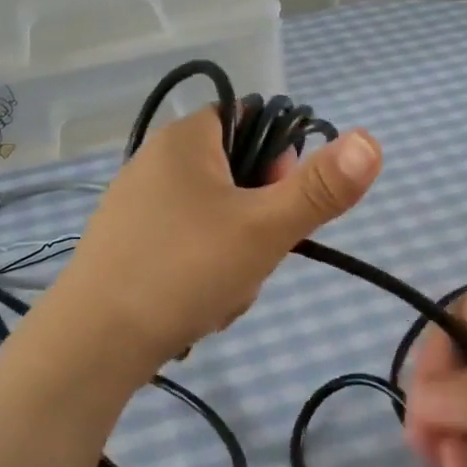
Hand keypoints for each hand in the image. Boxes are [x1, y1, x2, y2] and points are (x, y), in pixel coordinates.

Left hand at [51, 107, 381, 368]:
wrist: (94, 342)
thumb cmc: (184, 270)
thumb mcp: (264, 228)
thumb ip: (321, 188)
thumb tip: (372, 140)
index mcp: (185, 140)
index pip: (253, 124)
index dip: (279, 164)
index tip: (279, 209)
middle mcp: (155, 163)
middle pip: (238, 180)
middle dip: (258, 226)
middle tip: (251, 261)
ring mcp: (136, 207)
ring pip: (216, 223)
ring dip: (235, 259)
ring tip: (221, 293)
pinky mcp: (125, 247)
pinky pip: (186, 250)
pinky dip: (203, 276)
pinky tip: (197, 307)